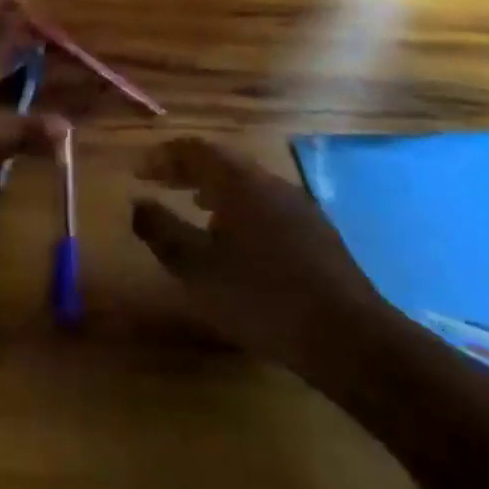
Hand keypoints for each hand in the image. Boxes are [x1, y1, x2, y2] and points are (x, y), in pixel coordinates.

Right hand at [132, 137, 388, 376]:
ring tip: (193, 204)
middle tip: (158, 181)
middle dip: (186, 168)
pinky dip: (239, 208)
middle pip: (221, 162)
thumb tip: (137, 203)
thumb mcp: (198, 269)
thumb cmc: (263, 298)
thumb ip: (162, 231)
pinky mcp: (316, 234)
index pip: (194, 149)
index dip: (163, 156)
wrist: (351, 339)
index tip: (138, 171)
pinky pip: (265, 204)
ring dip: (213, 187)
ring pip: (246, 183)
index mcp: (239, 182)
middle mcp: (269, 183)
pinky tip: (236, 239)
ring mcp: (298, 207)